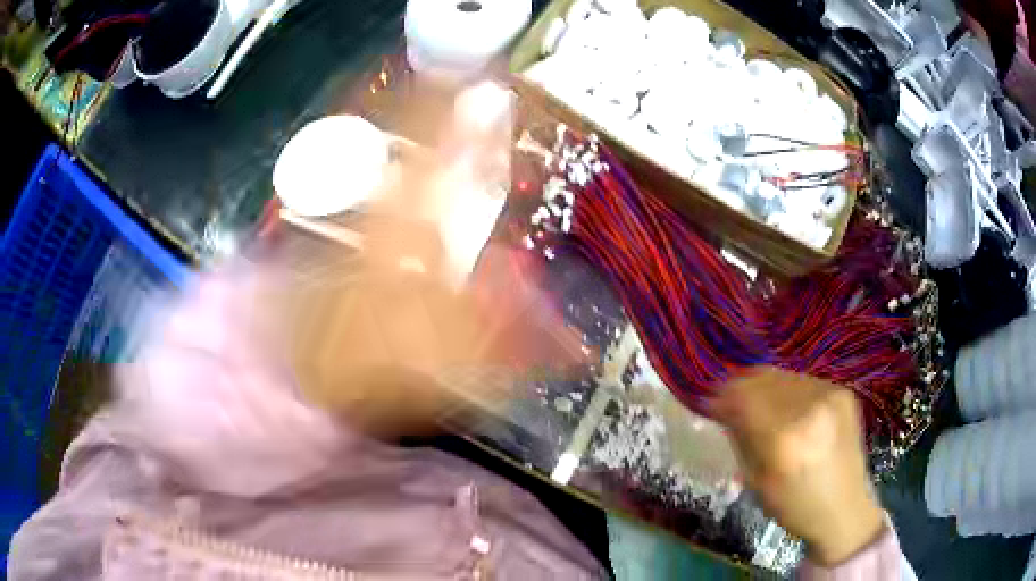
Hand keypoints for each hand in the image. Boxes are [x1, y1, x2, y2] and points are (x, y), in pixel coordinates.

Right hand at [714, 367, 884, 565]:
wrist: (845, 509)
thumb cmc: (795, 506)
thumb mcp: (757, 482)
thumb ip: (740, 438)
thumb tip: (724, 407)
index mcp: (783, 439)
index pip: (741, 396)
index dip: (722, 396)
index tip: (711, 404)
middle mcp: (808, 407)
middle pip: (761, 378)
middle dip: (741, 388)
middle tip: (733, 403)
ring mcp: (829, 394)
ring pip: (782, 375)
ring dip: (765, 388)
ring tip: (762, 407)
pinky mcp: (842, 391)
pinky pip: (803, 381)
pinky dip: (789, 392)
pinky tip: (791, 411)